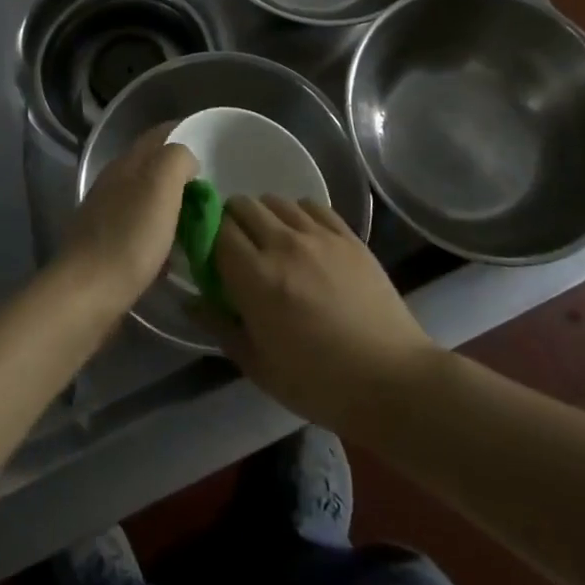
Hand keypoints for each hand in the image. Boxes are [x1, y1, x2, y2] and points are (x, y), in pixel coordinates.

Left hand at [60, 125, 195, 311]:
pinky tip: (173, 253)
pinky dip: (160, 234)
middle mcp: (114, 182)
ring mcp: (106, 214)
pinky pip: (140, 230)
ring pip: (147, 199)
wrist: (88, 293)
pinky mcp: (106, 246)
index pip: (159, 135)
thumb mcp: (161, 185)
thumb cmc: (130, 236)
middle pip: (153, 166)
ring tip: (199, 221)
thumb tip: (187, 161)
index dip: (186, 133)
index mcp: (127, 163)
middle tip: (213, 189)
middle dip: (182, 173)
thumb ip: (177, 159)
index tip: (213, 147)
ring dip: (172, 205)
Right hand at [211, 196, 435, 435]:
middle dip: (232, 222)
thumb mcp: (259, 366)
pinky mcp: (347, 235)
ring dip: (265, 216)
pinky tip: (304, 238)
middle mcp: (283, 244)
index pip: (216, 230)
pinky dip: (298, 215)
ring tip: (272, 243)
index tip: (209, 255)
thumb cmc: (319, 384)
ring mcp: (319, 235)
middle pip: (242, 205)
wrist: (392, 381)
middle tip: (239, 251)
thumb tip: (191, 300)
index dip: (207, 237)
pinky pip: (311, 205)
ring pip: (275, 200)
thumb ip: (220, 326)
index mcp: (256, 278)